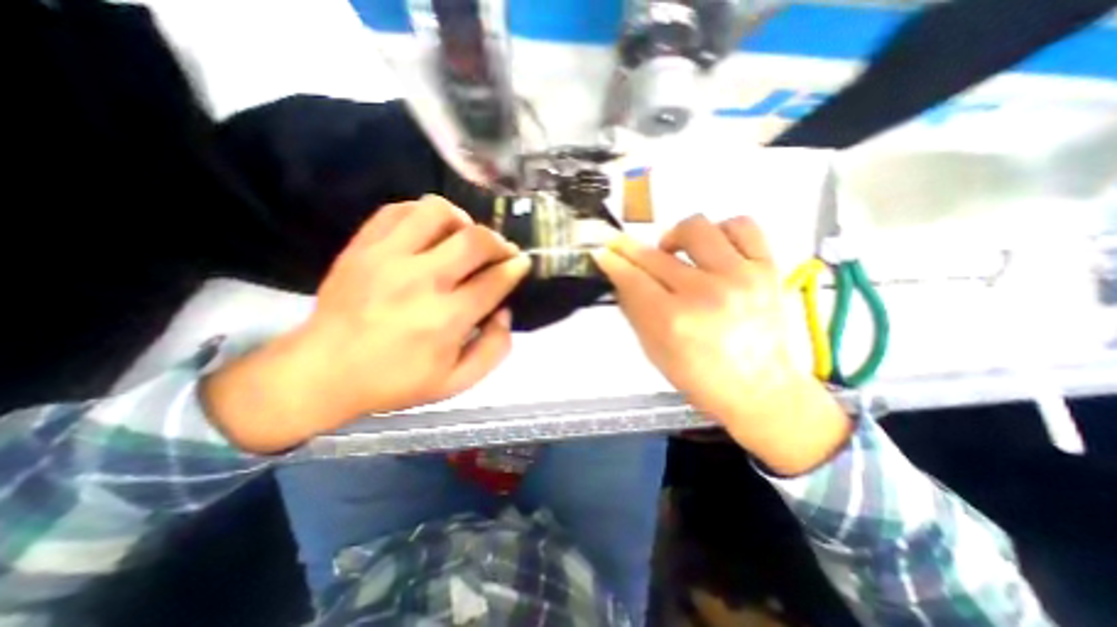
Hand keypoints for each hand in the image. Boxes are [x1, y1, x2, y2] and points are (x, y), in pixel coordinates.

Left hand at [204, 192, 528, 449]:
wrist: (321, 372)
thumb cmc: (395, 381)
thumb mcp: (457, 383)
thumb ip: (494, 350)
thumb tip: (504, 312)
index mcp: (445, 319)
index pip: (494, 280)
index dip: (515, 268)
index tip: (521, 263)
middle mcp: (420, 281)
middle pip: (474, 240)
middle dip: (499, 242)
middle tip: (501, 252)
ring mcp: (387, 258)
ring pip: (438, 213)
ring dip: (462, 221)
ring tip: (464, 238)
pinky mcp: (362, 246)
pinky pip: (399, 210)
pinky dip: (424, 215)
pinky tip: (431, 232)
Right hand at [597, 217, 851, 474]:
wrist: (760, 389)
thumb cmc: (702, 378)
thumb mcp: (654, 351)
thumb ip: (634, 310)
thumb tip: (620, 278)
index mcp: (673, 322)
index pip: (632, 278)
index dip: (613, 262)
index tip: (603, 252)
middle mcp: (706, 294)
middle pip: (655, 255)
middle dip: (631, 250)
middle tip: (626, 250)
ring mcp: (740, 277)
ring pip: (697, 228)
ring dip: (675, 237)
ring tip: (675, 253)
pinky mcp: (767, 269)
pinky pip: (742, 226)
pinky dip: (721, 230)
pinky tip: (712, 248)